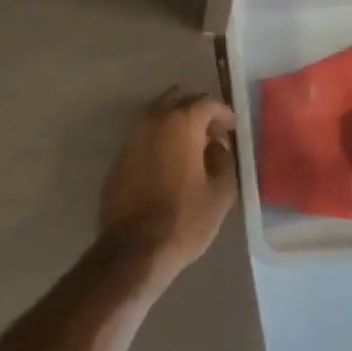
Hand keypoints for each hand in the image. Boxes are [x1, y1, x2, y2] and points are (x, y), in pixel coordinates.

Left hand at [99, 88, 237, 280]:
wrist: (134, 248)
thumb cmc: (185, 219)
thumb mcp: (221, 192)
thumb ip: (224, 160)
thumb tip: (216, 147)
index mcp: (181, 123)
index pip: (206, 103)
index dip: (223, 113)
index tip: (232, 128)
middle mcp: (153, 121)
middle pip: (178, 101)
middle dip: (198, 112)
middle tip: (213, 132)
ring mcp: (131, 138)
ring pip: (157, 116)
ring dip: (176, 124)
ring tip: (193, 146)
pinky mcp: (119, 158)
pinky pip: (144, 137)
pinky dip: (160, 140)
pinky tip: (170, 161)